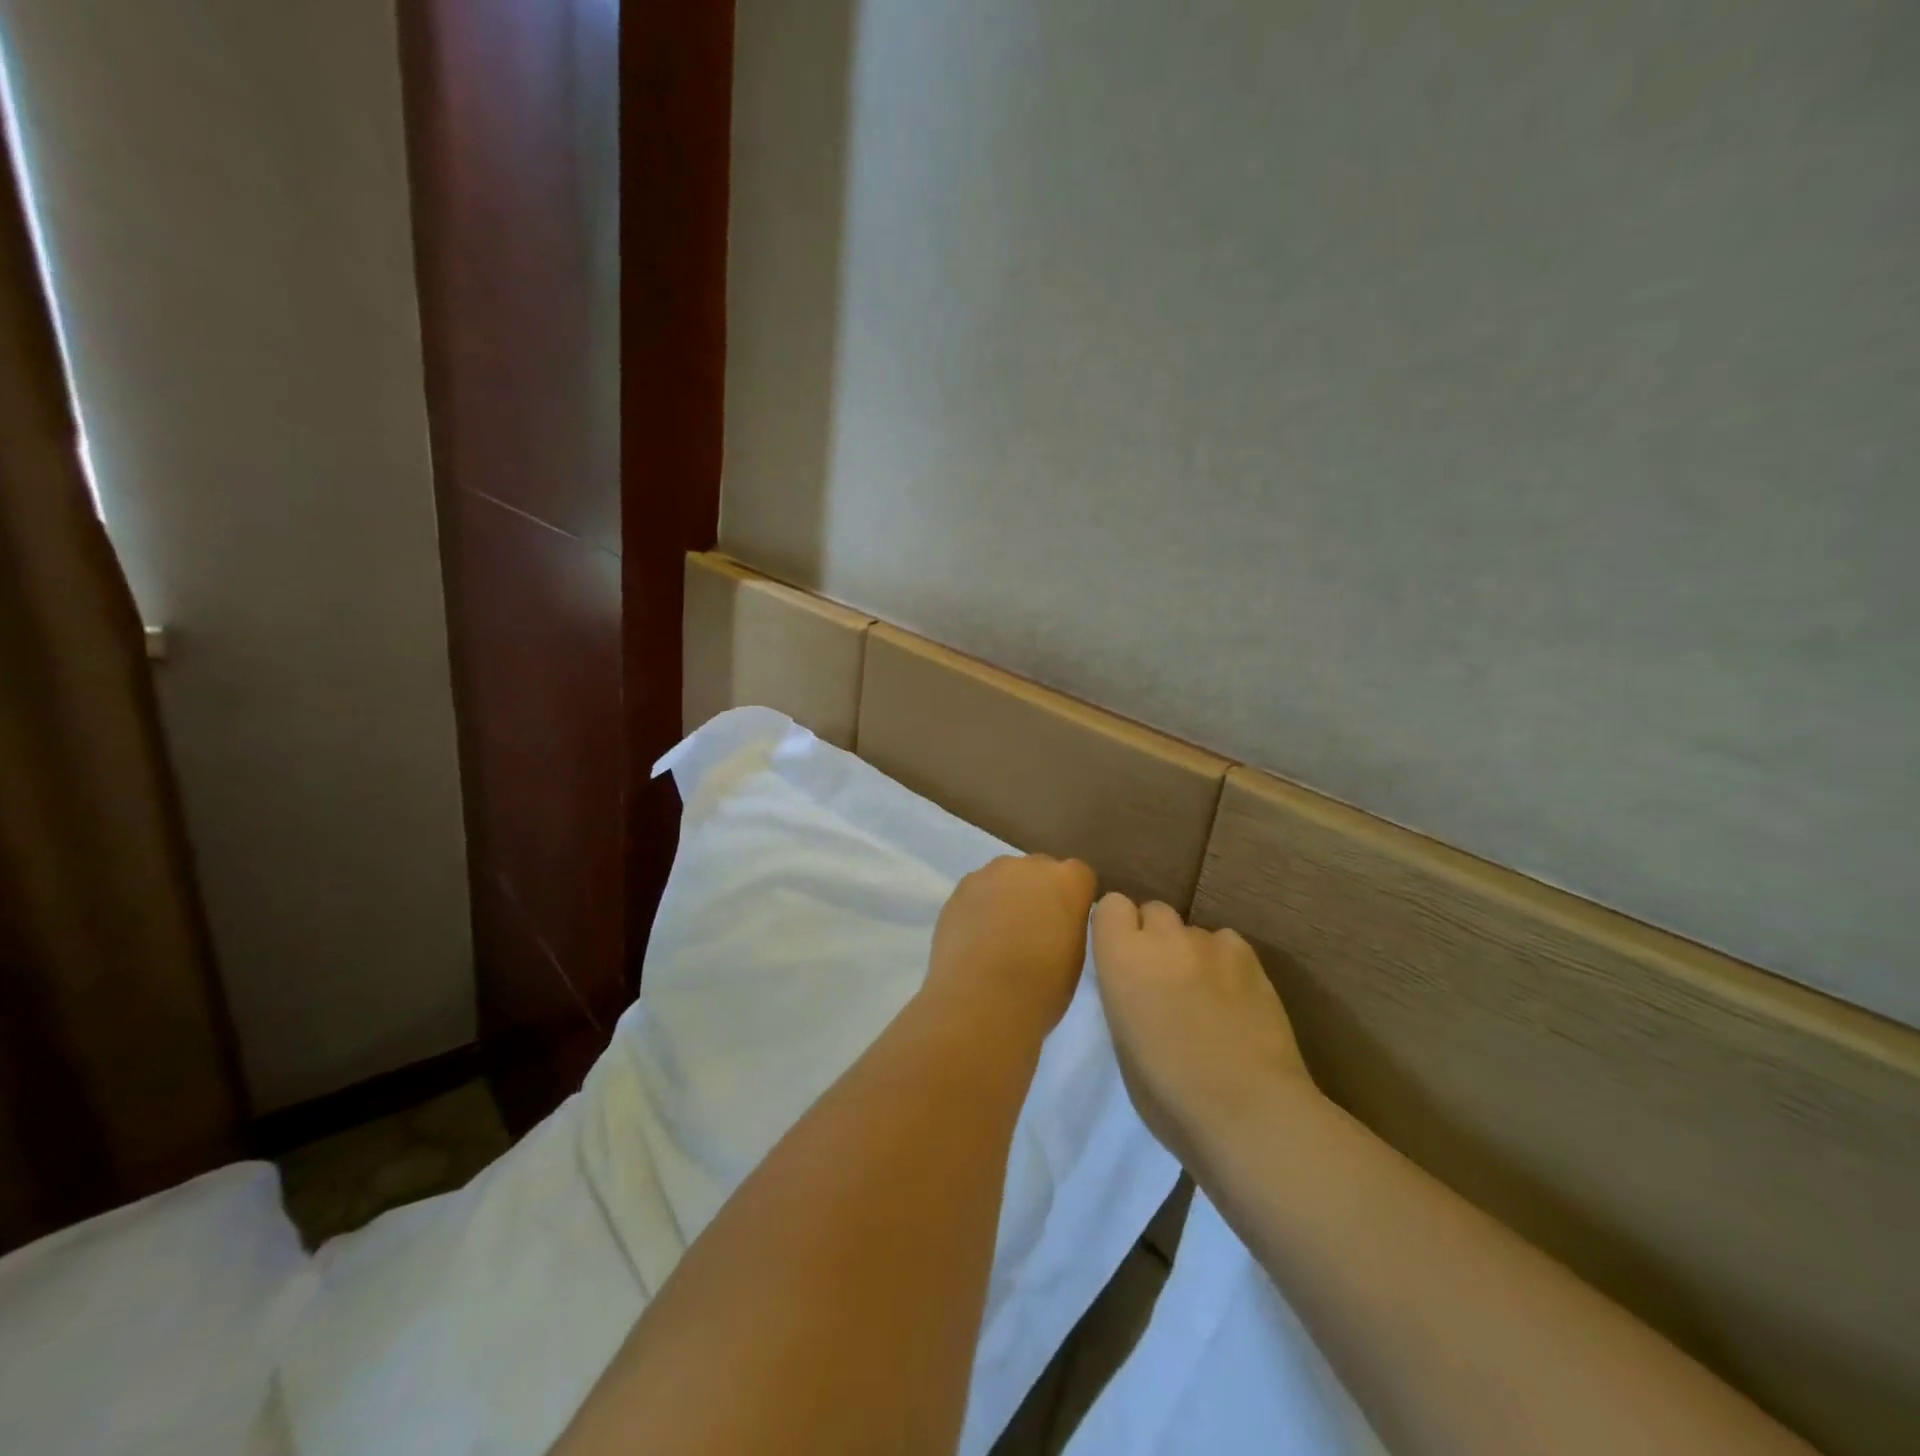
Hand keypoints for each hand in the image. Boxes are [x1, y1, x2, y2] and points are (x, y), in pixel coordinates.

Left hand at [924, 855, 1097, 1042]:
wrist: (979, 1001)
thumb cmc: (1040, 988)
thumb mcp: (1075, 957)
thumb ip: (1070, 925)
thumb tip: (1058, 922)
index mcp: (1067, 881)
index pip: (1080, 876)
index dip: (1074, 899)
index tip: (1068, 924)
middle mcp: (1029, 866)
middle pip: (1041, 871)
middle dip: (1041, 892)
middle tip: (1035, 929)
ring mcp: (990, 873)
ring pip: (1006, 878)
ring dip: (1008, 897)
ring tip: (1000, 935)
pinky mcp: (960, 888)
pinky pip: (978, 891)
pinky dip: (981, 908)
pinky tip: (976, 938)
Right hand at [1091, 892, 1314, 1171]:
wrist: (1247, 1111)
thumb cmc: (1168, 1093)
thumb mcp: (1122, 1039)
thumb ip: (1124, 992)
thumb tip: (1135, 982)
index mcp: (1121, 958)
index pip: (1111, 905)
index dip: (1117, 927)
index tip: (1122, 955)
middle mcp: (1162, 938)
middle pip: (1153, 910)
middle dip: (1154, 936)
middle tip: (1163, 977)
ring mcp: (1209, 943)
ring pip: (1192, 931)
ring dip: (1191, 953)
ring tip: (1206, 995)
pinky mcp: (1249, 956)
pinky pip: (1226, 944)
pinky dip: (1225, 962)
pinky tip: (1234, 997)